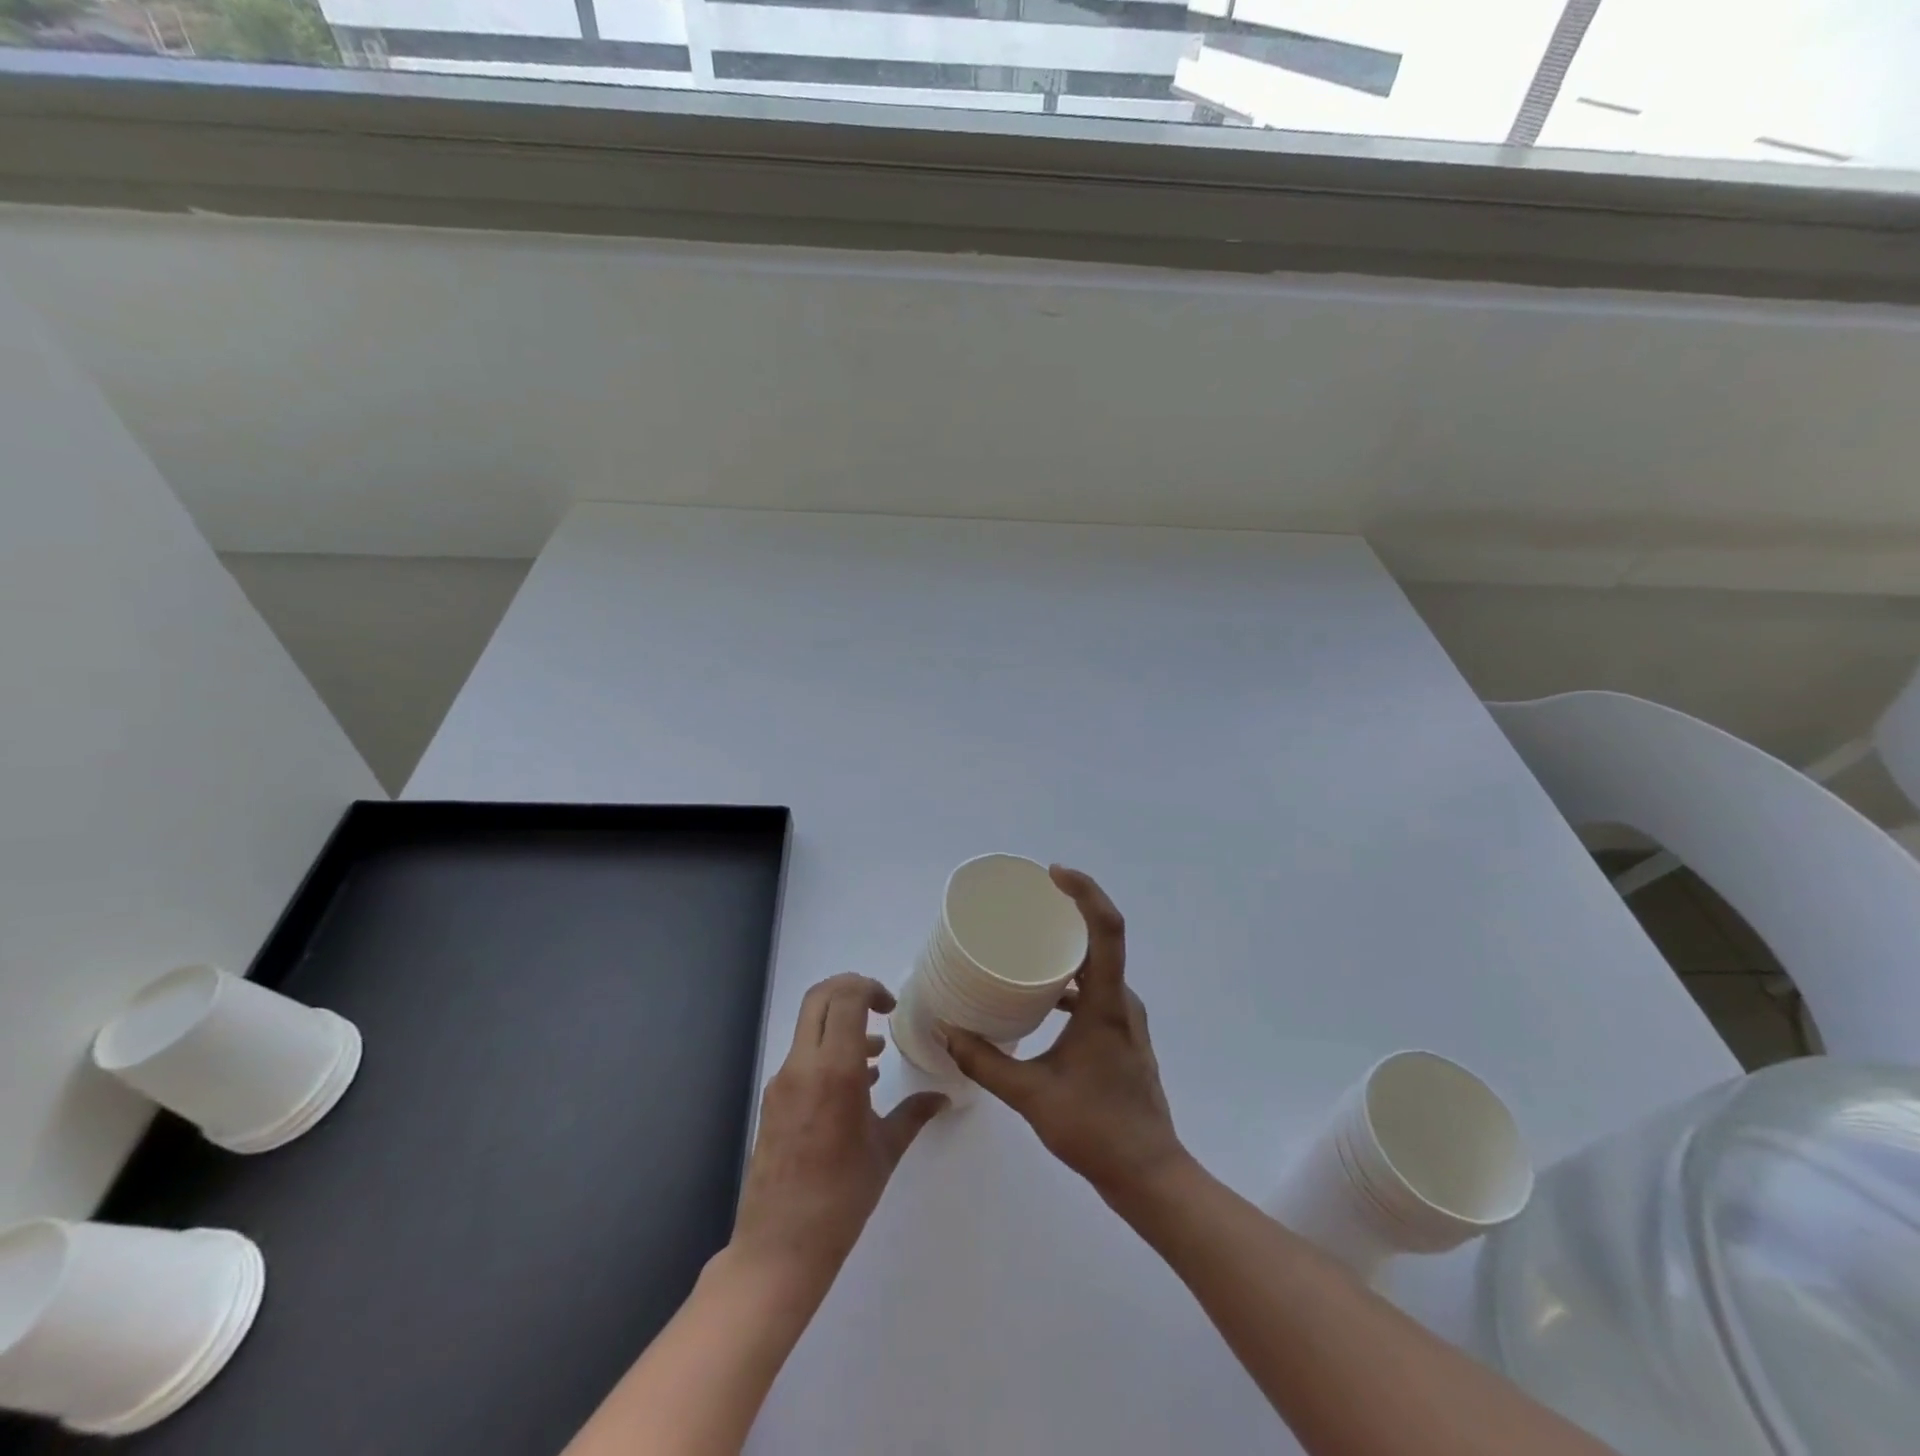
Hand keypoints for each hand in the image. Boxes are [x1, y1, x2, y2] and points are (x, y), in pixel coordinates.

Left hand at [729, 975, 946, 1292]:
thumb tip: (942, 1097)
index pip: (845, 999)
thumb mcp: (885, 1152)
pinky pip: (802, 1057)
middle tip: (880, 1007)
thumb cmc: (841, 1199)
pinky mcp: (773, 1100)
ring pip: (809, 1026)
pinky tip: (854, 1087)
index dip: (869, 987)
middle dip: (851, 990)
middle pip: (820, 998)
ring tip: (875, 1055)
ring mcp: (782, 1082)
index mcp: (834, 1070)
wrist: (779, 1248)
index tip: (891, 1006)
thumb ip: (914, 1114)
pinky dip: (828, 1052)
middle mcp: (803, 1065)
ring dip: (840, 1024)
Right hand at [942, 868, 1189, 1203]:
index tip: (1054, 874)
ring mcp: (1126, 1019)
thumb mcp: (1031, 1096)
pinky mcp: (1122, 1035)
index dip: (1085, 893)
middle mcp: (1122, 1002)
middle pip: (1102, 940)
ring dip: (1068, 949)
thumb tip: (948, 1032)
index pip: (1107, 930)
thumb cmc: (1095, 1129)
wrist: (1149, 1174)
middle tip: (1029, 901)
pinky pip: (1097, 990)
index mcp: (1107, 1005)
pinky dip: (1070, 981)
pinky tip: (1040, 996)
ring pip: (1098, 968)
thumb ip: (986, 1063)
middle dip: (1068, 912)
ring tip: (1027, 942)